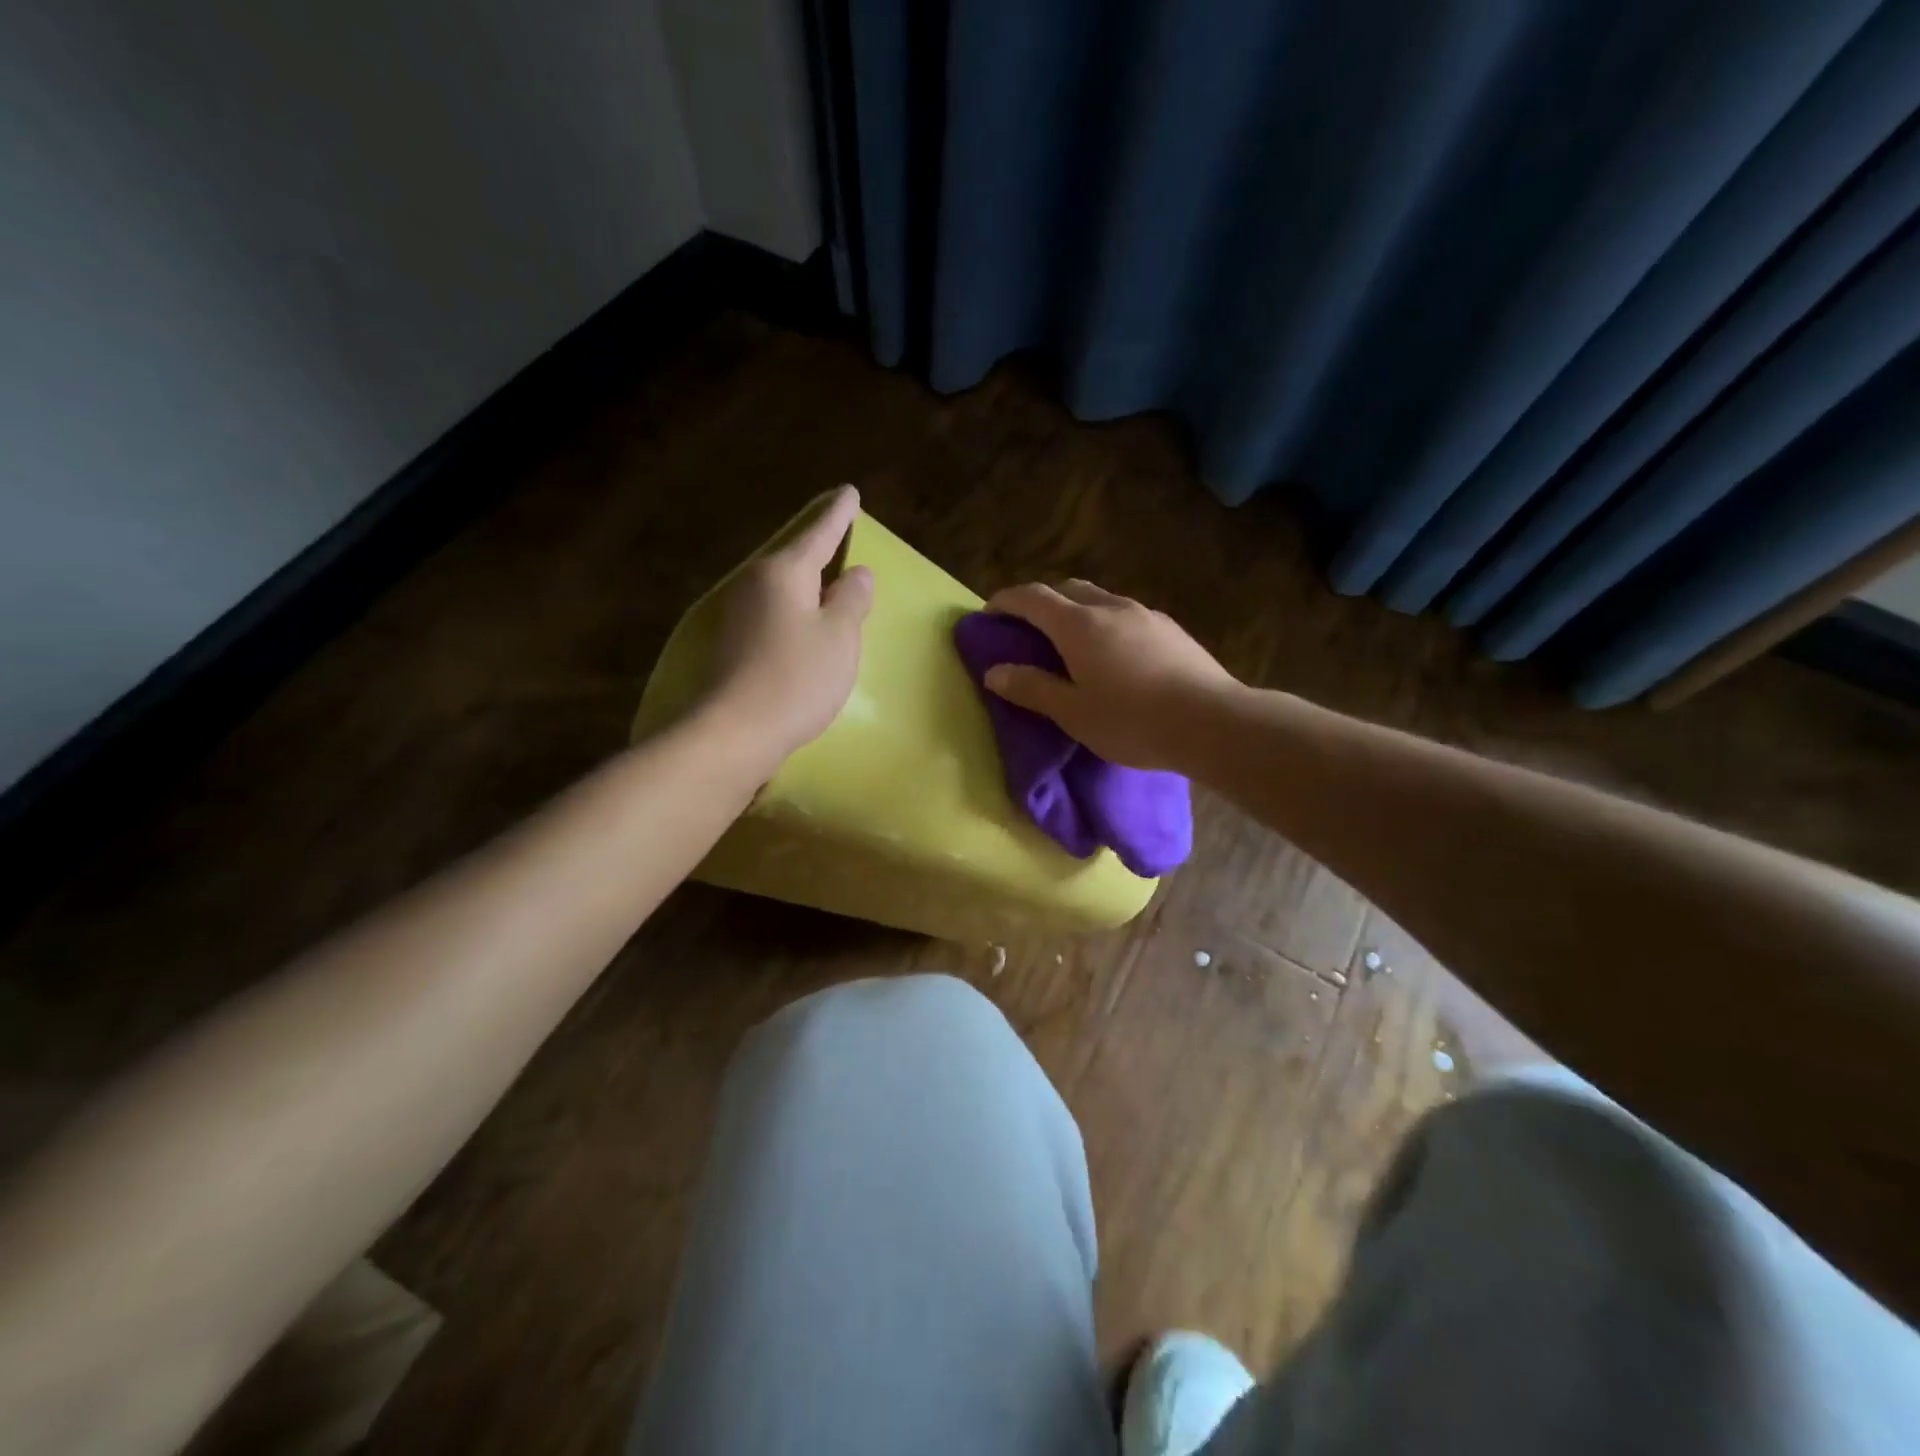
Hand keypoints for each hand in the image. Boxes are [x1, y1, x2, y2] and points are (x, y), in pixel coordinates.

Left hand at [705, 486, 872, 766]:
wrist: (735, 732)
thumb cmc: (797, 678)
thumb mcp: (839, 637)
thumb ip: (852, 599)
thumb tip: (857, 573)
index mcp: (785, 573)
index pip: (819, 534)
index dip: (838, 515)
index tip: (850, 493)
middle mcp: (756, 584)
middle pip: (795, 558)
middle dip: (819, 547)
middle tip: (841, 534)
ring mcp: (739, 615)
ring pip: (782, 587)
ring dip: (806, 582)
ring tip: (828, 580)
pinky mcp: (733, 644)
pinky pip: (773, 613)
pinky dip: (794, 610)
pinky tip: (803, 622)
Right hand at [982, 580, 1239, 770]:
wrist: (1212, 722)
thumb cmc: (1132, 721)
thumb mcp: (1072, 712)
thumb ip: (1031, 688)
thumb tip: (994, 672)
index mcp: (1079, 625)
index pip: (1032, 597)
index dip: (1006, 601)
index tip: (989, 614)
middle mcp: (1111, 608)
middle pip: (1068, 589)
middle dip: (1042, 602)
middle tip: (1029, 629)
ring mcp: (1145, 614)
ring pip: (1101, 599)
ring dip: (1077, 611)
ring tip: (1072, 643)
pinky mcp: (1171, 628)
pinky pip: (1127, 615)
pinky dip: (1106, 623)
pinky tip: (1115, 654)